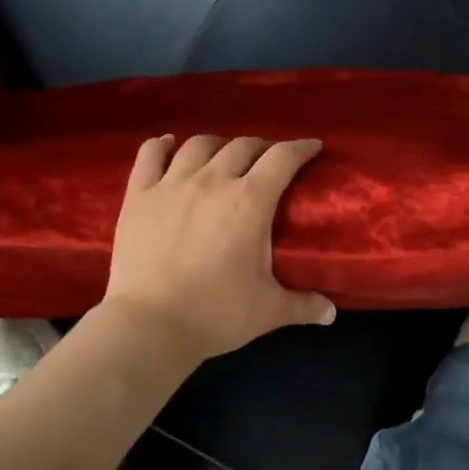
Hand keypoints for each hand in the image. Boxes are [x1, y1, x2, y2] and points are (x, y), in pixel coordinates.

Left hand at [103, 134, 336, 360]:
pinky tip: (168, 144)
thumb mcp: (269, 311)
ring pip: (199, 145)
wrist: (148, 325)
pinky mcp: (138, 196)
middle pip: (243, 146)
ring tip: (225, 155)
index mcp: (250, 201)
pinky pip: (149, 156)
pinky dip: (161, 145)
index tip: (312, 147)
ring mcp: (171, 185)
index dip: (301, 148)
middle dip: (263, 147)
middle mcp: (213, 181)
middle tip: (270, 160)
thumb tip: (330, 313)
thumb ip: (303, 305)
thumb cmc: (216, 314)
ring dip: (219, 144)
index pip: (282, 158)